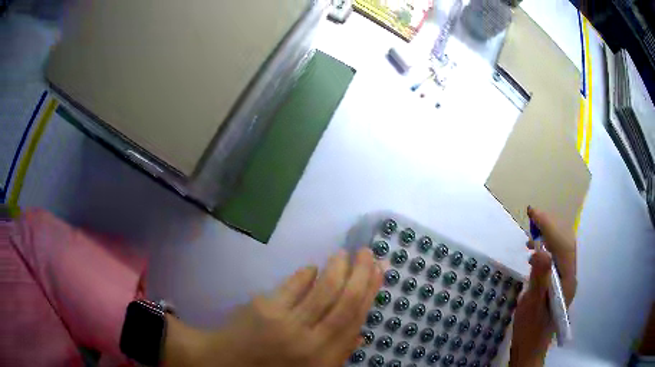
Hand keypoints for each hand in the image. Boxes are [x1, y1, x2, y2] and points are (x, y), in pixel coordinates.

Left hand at [163, 248, 383, 366]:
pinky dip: (305, 275)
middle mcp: (311, 341)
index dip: (370, 292)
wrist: (224, 363)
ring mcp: (286, 323)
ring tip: (345, 254)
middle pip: (344, 302)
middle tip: (368, 253)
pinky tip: (313, 268)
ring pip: (322, 290)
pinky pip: (292, 286)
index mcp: (324, 357)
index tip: (379, 270)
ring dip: (337, 269)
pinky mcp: (264, 308)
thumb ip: (337, 355)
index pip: (355, 319)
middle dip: (360, 274)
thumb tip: (360, 332)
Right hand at [510, 207, 577, 366]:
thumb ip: (539, 278)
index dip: (549, 226)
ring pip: (562, 248)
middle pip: (566, 242)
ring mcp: (565, 279)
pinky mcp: (558, 283)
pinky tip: (535, 253)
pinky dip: (547, 247)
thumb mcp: (532, 305)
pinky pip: (556, 257)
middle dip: (551, 225)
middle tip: (533, 216)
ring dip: (549, 235)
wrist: (530, 348)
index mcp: (567, 281)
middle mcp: (570, 276)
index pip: (562, 245)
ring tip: (532, 233)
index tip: (533, 212)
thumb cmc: (530, 329)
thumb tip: (541, 251)